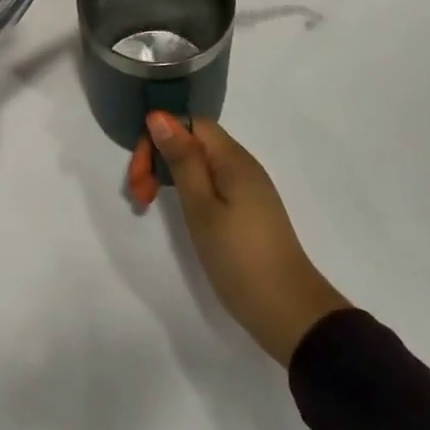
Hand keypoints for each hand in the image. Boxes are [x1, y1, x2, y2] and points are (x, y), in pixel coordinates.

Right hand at [147, 111, 349, 364]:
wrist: (289, 312)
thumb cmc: (239, 257)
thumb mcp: (201, 207)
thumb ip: (181, 160)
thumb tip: (159, 116)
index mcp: (233, 158)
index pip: (190, 123)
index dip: (160, 138)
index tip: (141, 172)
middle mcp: (242, 165)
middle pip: (193, 142)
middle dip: (160, 159)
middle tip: (140, 196)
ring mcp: (247, 189)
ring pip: (200, 164)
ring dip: (170, 176)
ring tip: (149, 204)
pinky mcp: (248, 210)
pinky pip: (212, 184)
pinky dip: (189, 192)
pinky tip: (181, 214)